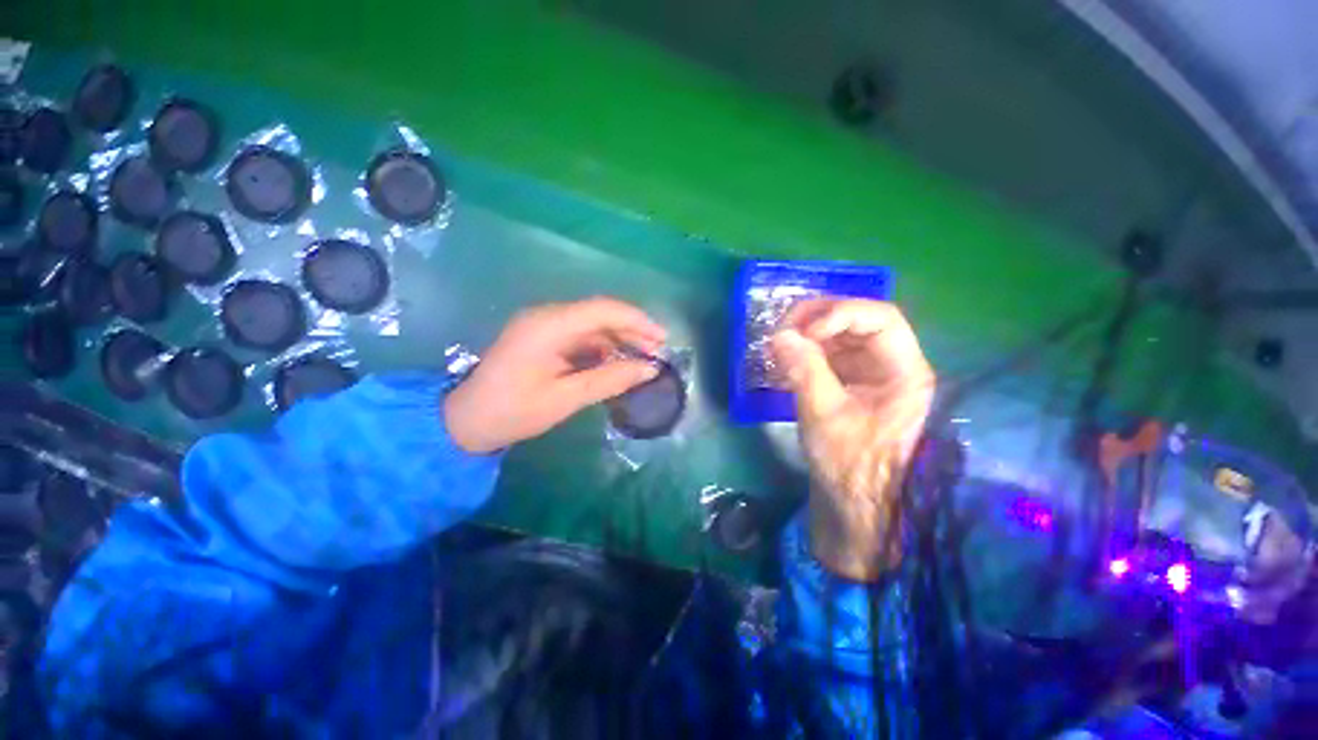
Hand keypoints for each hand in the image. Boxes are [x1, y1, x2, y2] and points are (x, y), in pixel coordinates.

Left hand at [444, 297, 666, 453]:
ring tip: (642, 359)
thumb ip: (610, 380)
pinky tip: (616, 362)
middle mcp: (547, 316)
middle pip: (600, 314)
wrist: (466, 421)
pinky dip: (602, 347)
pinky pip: (581, 335)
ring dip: (619, 339)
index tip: (662, 339)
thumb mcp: (566, 398)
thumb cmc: (514, 412)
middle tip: (657, 352)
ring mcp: (543, 325)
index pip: (602, 310)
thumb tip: (649, 369)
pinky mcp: (543, 337)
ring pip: (592, 324)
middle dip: (632, 331)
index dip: (637, 321)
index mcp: (548, 326)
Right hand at [771, 299, 934, 580]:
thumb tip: (780, 335)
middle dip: (819, 319)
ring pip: (840, 336)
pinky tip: (785, 360)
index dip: (840, 315)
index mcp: (904, 371)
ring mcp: (870, 373)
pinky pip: (829, 355)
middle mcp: (892, 365)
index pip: (881, 318)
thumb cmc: (849, 464)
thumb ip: (804, 369)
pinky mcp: (851, 383)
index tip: (803, 333)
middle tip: (783, 329)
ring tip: (779, 344)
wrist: (853, 502)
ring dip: (808, 334)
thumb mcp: (824, 415)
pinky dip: (805, 352)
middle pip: (859, 321)